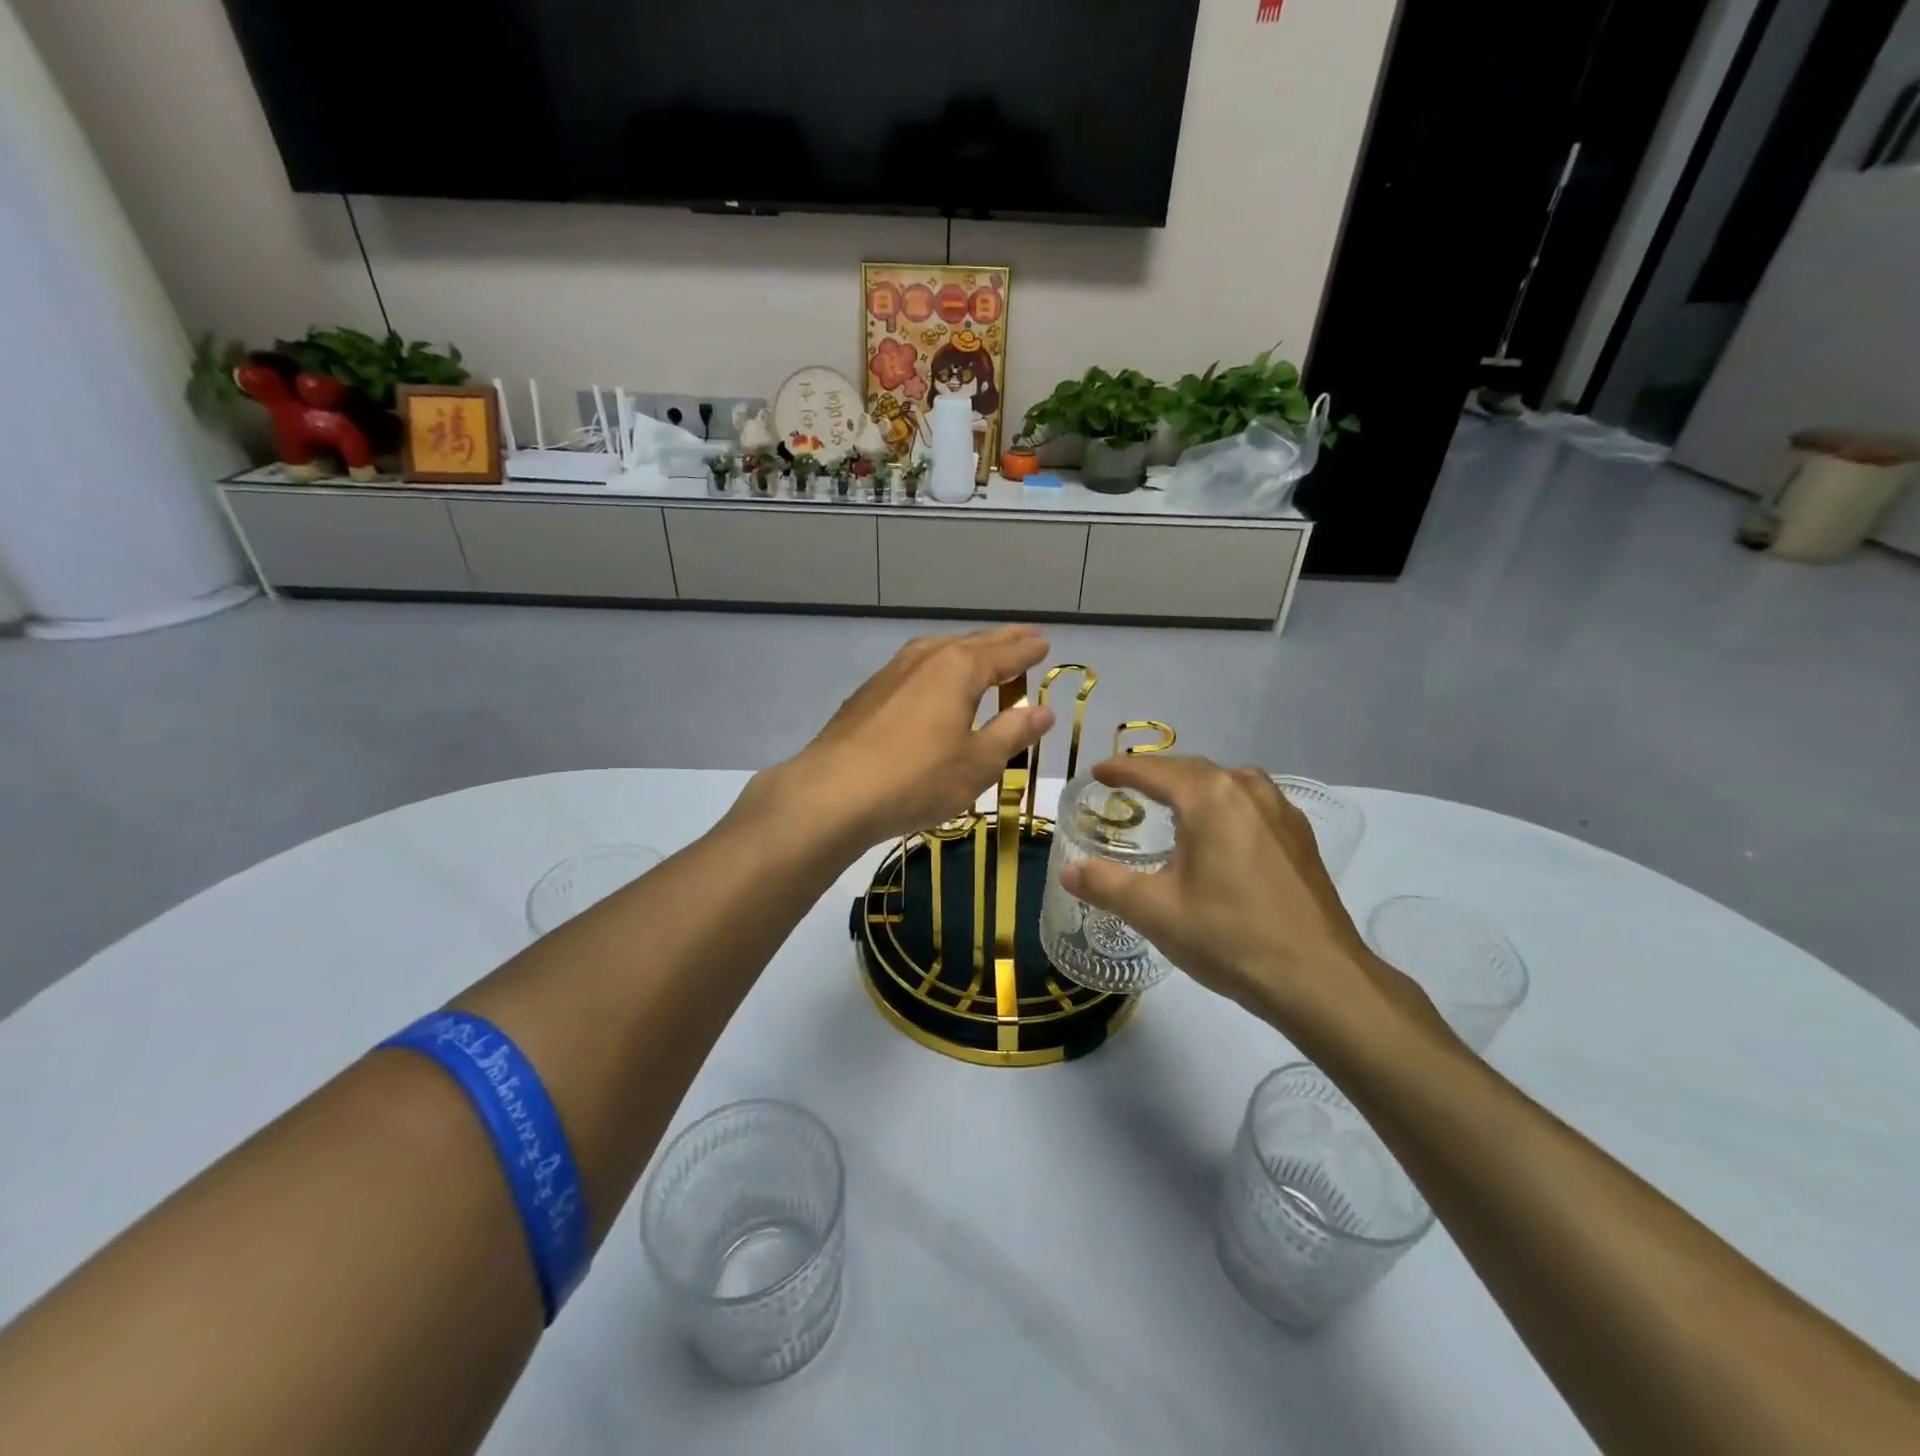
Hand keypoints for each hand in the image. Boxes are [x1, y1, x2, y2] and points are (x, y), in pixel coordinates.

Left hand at [752, 626, 1056, 849]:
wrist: (834, 793)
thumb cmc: (917, 779)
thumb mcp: (977, 763)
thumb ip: (1012, 733)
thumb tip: (1044, 710)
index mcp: (959, 668)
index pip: (1004, 654)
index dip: (1027, 651)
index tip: (1045, 644)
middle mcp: (926, 658)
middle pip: (972, 644)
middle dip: (1001, 641)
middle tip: (1025, 636)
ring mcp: (892, 672)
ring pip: (939, 650)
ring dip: (966, 650)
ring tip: (982, 653)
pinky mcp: (869, 692)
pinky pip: (916, 666)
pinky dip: (937, 666)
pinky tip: (933, 681)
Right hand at [1060, 756, 1444, 1050]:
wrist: (1319, 978)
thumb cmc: (1229, 936)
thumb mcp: (1155, 911)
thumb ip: (1105, 885)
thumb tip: (1068, 872)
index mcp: (1209, 797)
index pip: (1154, 770)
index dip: (1121, 769)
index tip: (1097, 772)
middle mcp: (1247, 789)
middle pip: (1191, 769)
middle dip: (1156, 774)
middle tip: (1126, 787)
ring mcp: (1280, 810)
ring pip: (1225, 784)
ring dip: (1193, 787)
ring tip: (1170, 806)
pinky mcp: (1299, 836)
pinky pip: (1250, 803)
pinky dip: (1223, 805)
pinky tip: (1218, 834)